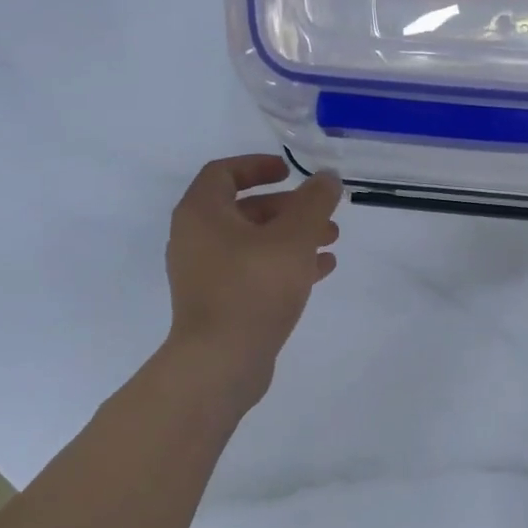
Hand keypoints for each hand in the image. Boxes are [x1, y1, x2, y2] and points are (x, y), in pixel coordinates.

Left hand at [164, 155, 341, 402]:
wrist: (221, 362)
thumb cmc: (253, 288)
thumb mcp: (293, 238)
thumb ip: (314, 202)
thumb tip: (326, 178)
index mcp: (201, 213)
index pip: (224, 172)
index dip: (258, 165)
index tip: (291, 172)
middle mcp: (196, 239)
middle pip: (244, 209)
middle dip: (288, 208)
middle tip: (324, 214)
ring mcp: (205, 273)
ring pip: (253, 243)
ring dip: (292, 237)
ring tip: (331, 242)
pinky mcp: (218, 302)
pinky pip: (253, 271)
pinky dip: (284, 264)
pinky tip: (320, 270)